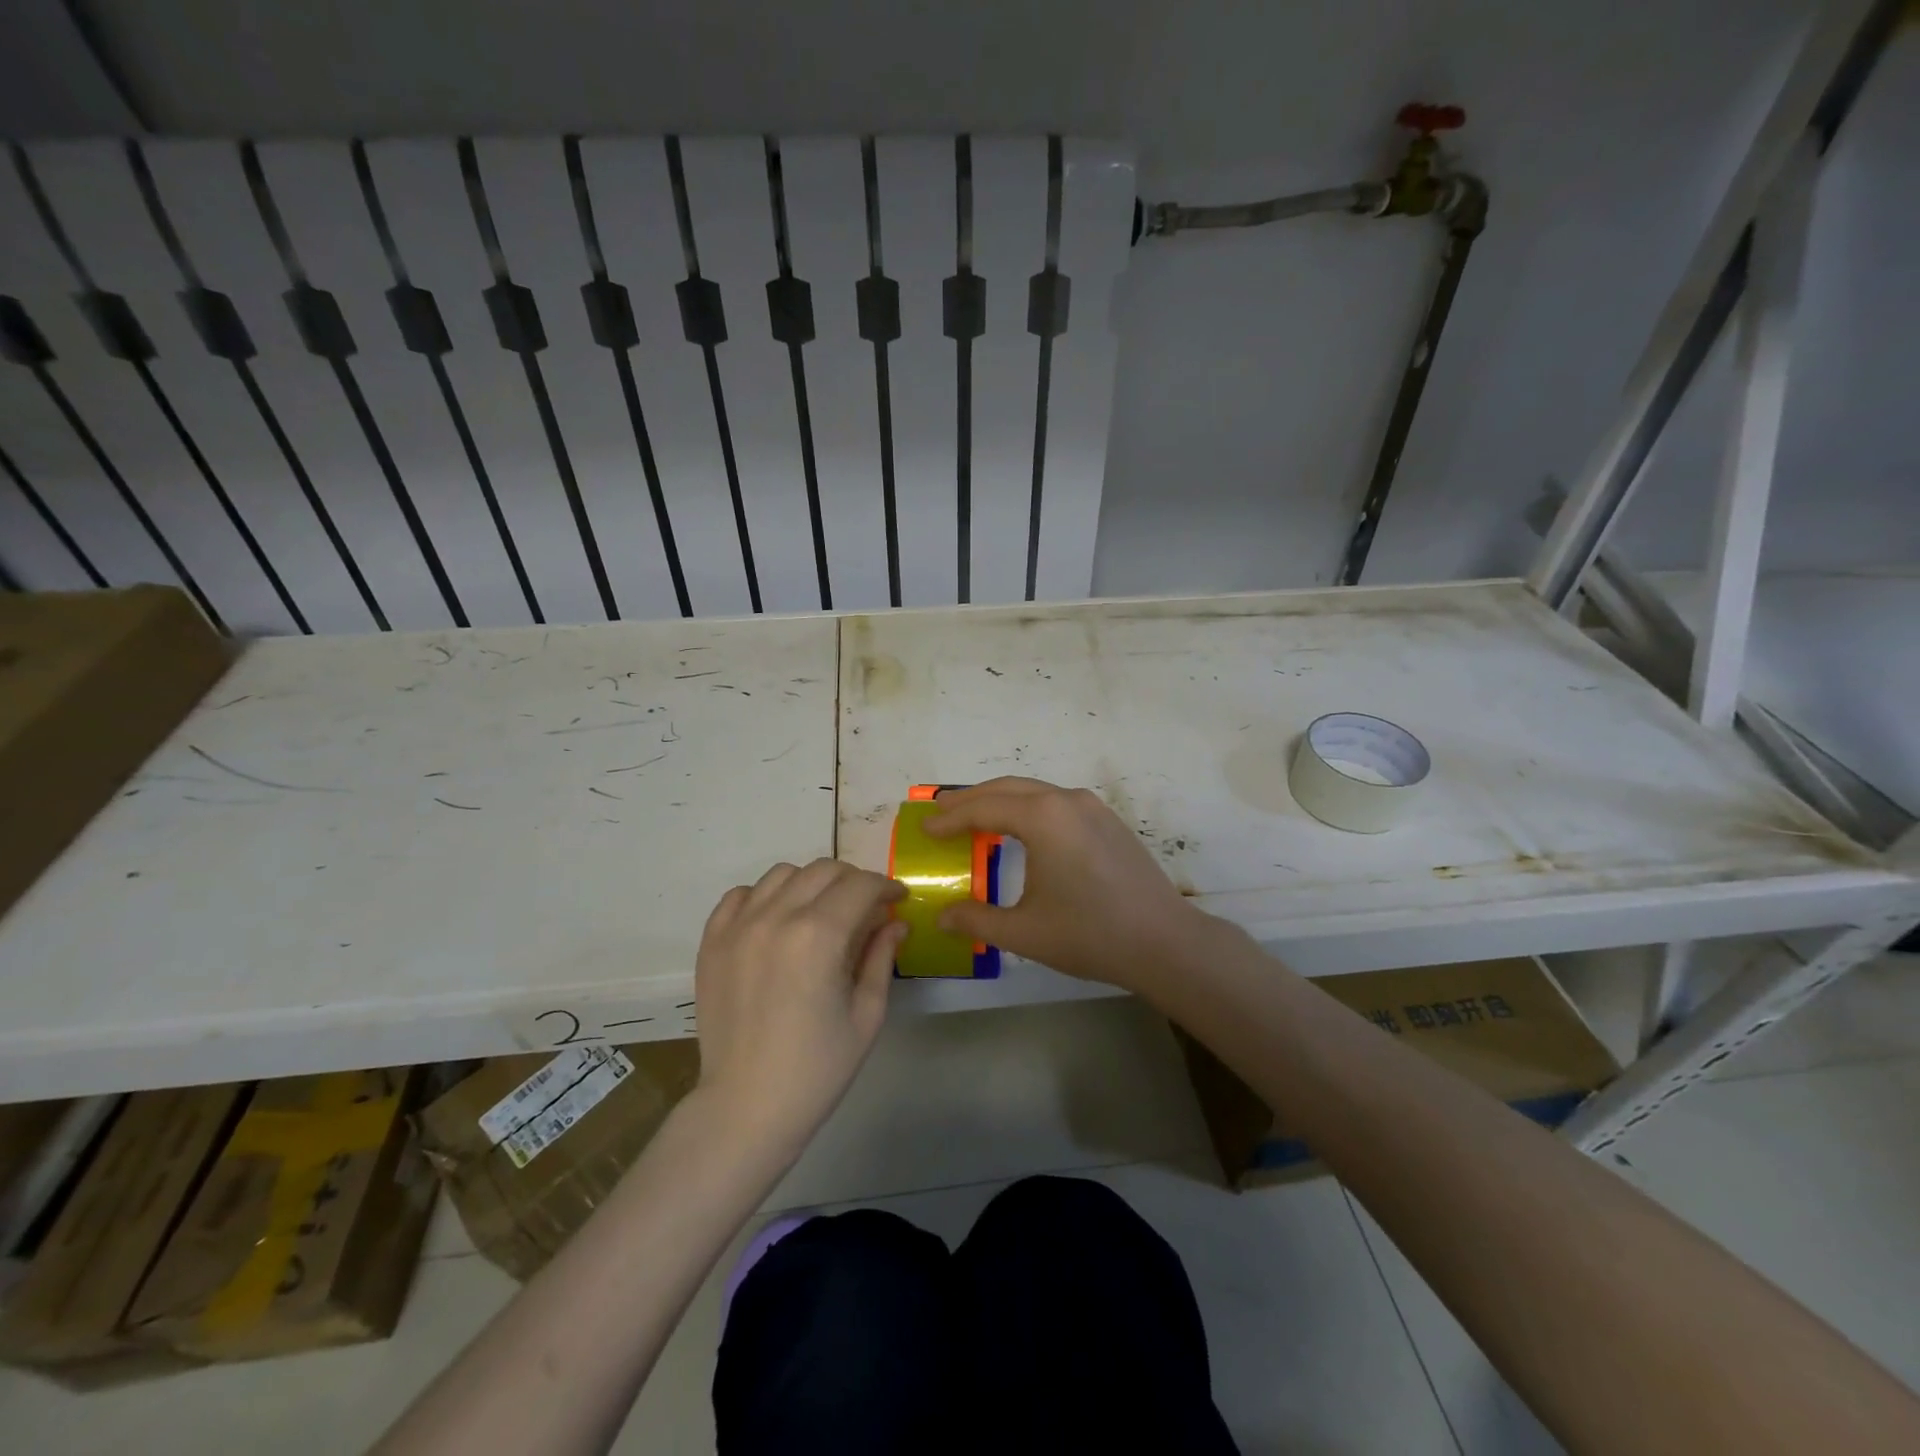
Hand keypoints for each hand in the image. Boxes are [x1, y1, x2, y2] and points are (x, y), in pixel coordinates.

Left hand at [693, 859, 907, 1157]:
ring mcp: (738, 927)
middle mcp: (776, 918)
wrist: (745, 1108)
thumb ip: (881, 957)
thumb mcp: (866, 1014)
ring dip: (810, 884)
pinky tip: (776, 921)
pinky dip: (763, 897)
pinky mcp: (712, 942)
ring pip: (782, 874)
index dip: (885, 886)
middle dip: (853, 881)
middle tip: (865, 907)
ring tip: (820, 912)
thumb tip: (895, 922)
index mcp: (819, 936)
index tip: (896, 899)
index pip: (860, 885)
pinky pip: (739, 895)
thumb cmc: (817, 1069)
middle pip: (823, 870)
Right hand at [924, 778, 1208, 994]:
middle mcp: (1067, 800)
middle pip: (1008, 788)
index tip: (925, 828)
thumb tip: (942, 916)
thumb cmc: (1089, 934)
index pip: (984, 808)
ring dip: (1001, 800)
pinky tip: (1022, 831)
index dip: (950, 818)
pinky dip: (1028, 808)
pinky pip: (1056, 803)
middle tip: (940, 810)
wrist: (1164, 942)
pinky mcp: (1108, 821)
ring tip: (974, 816)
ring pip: (1035, 792)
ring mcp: (1092, 807)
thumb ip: (977, 920)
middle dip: (971, 798)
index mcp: (1043, 818)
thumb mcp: (1024, 932)